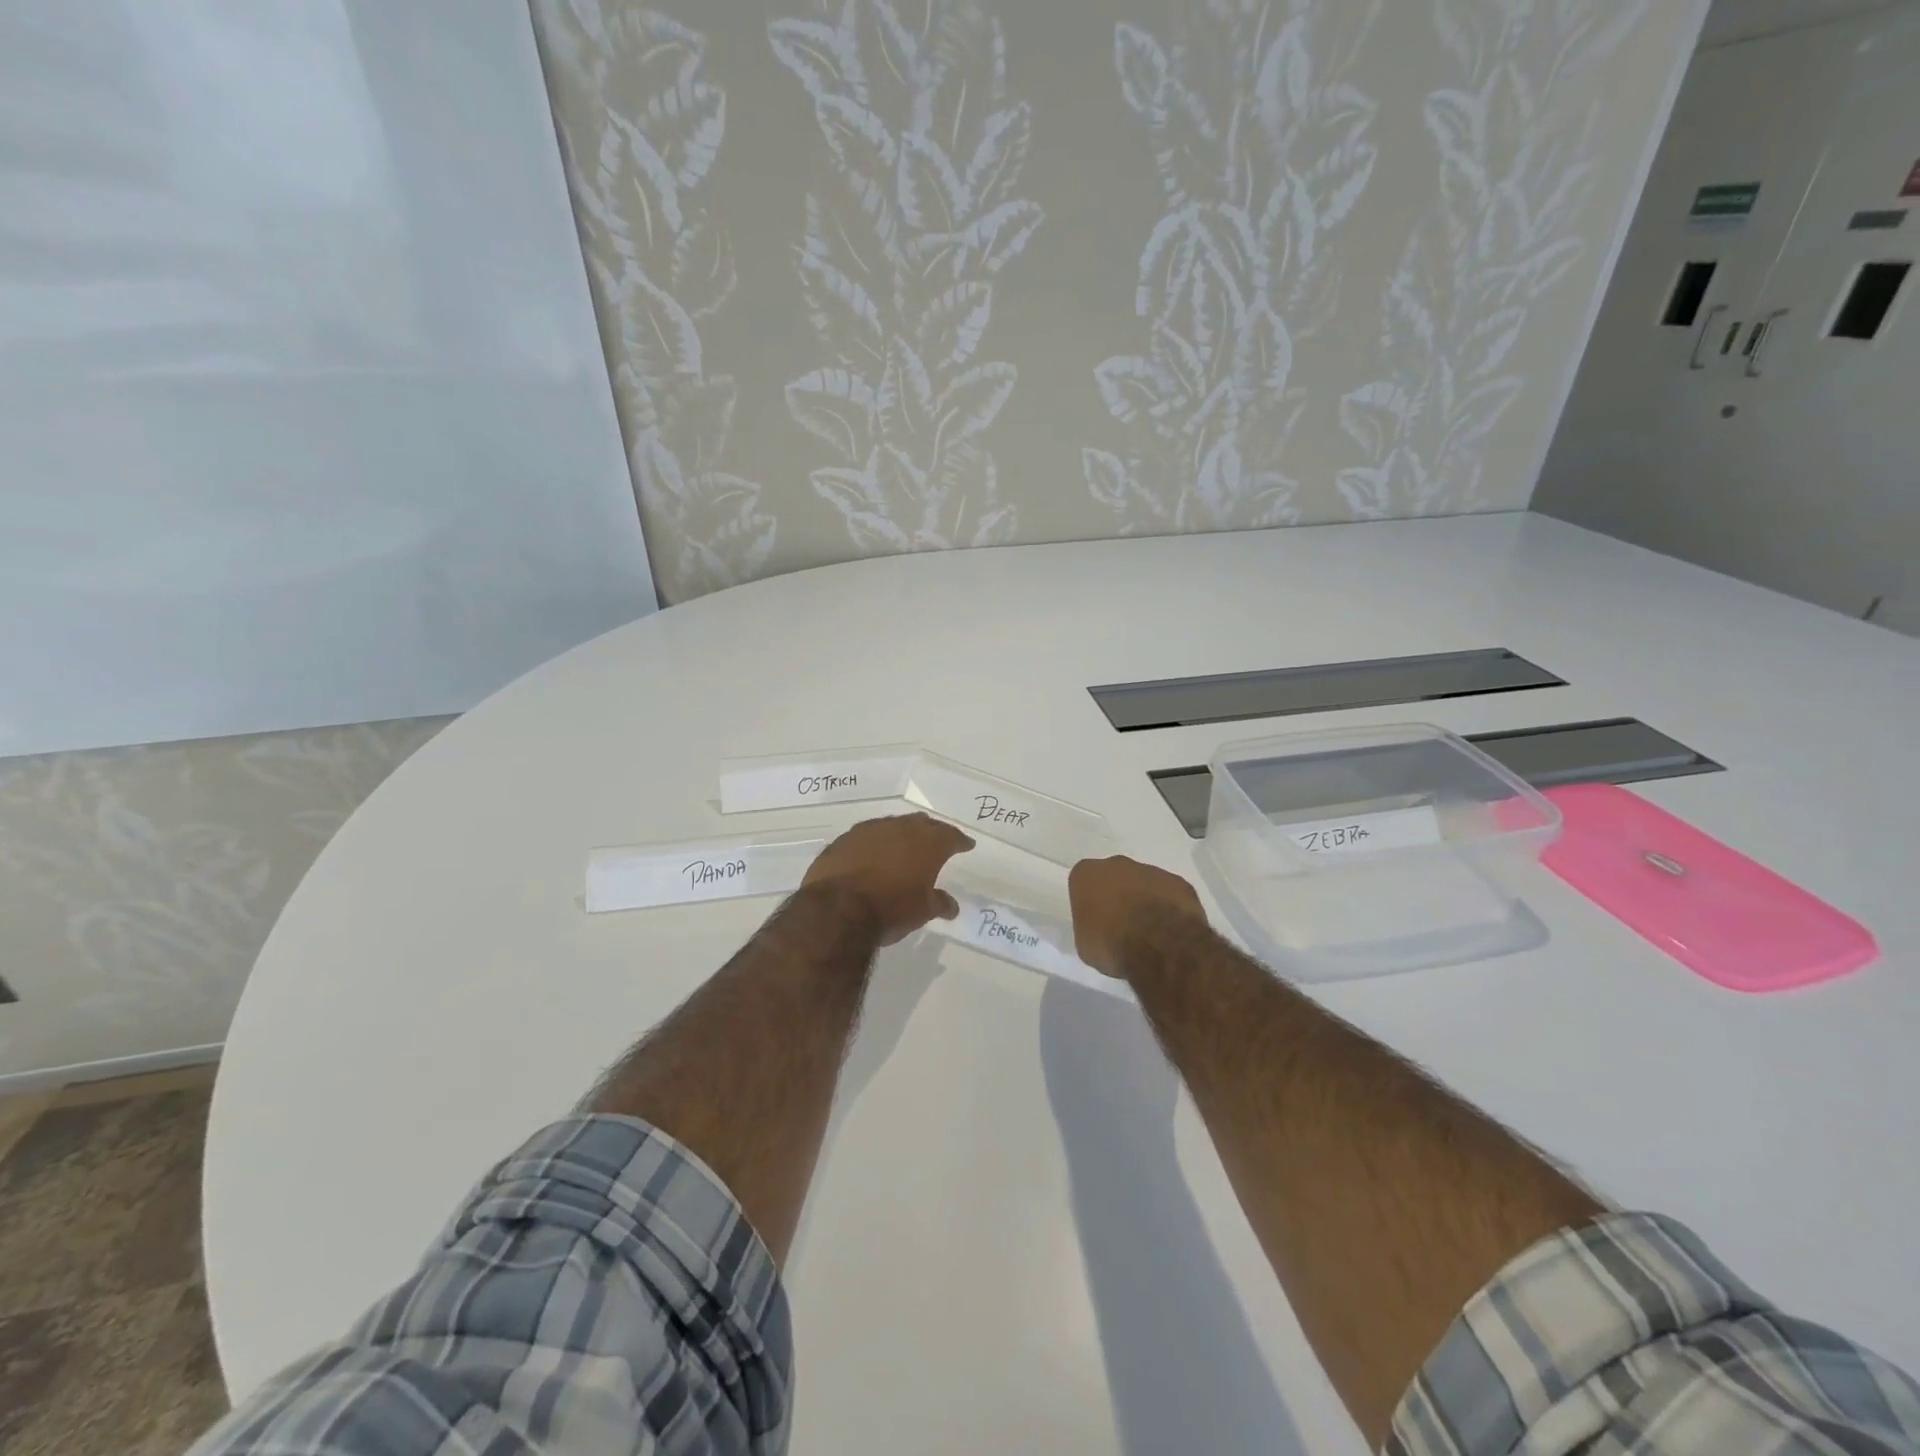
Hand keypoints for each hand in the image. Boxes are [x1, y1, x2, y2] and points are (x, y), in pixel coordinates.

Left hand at [802, 813, 974, 944]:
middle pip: (921, 824)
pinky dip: (873, 844)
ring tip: (902, 846)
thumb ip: (939, 903)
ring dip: (900, 834)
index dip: (960, 841)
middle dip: (931, 831)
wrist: (837, 909)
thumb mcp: (922, 911)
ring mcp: (869, 831)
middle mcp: (900, 829)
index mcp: (928, 843)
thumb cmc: (891, 909)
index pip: (951, 836)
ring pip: (891, 826)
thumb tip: (951, 906)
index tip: (966, 844)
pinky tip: (871, 855)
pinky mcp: (843, 840)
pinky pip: (865, 836)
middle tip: (936, 840)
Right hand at [1068, 855, 1207, 979]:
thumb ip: (1090, 927)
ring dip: (1145, 901)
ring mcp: (1151, 870)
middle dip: (1118, 896)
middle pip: (1114, 877)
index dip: (1090, 904)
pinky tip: (1170, 930)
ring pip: (1144, 884)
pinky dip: (1169, 908)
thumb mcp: (1085, 944)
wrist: (1158, 944)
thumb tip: (1100, 930)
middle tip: (1122, 925)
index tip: (1095, 922)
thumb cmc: (1111, 943)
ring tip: (1149, 932)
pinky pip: (1169, 894)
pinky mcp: (1179, 882)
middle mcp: (1117, 864)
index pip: (1083, 883)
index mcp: (1087, 874)